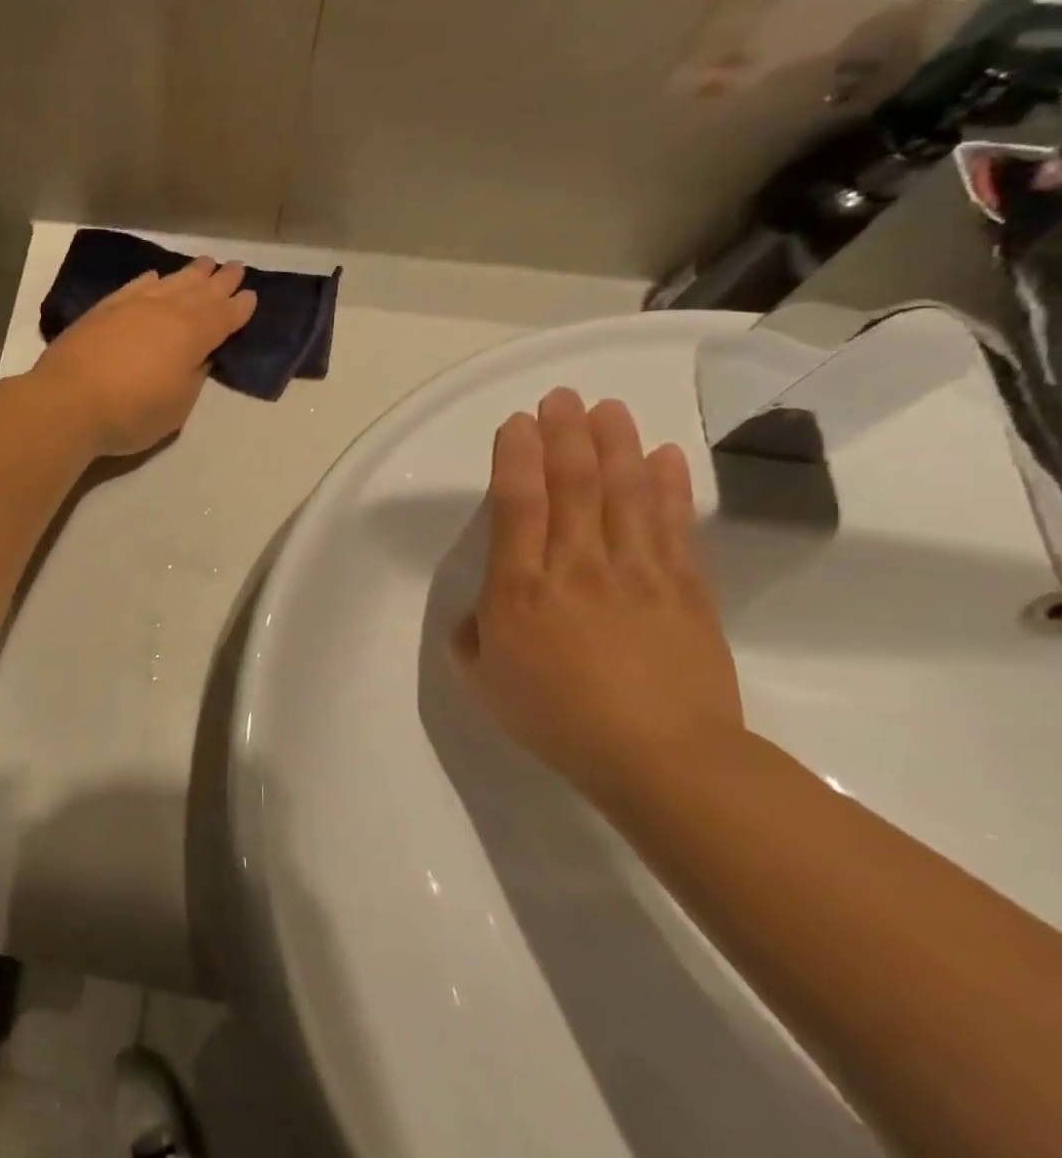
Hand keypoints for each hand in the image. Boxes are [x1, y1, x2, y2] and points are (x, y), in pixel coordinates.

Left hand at [30, 257, 256, 456]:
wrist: (67, 402)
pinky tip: (155, 277)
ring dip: (190, 274)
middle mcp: (165, 312)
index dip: (239, 308)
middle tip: (236, 268)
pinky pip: (134, 287)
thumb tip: (199, 358)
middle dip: (220, 281)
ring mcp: (132, 306)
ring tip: (205, 264)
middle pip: (200, 292)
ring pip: (170, 283)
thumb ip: (193, 378)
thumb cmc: (130, 413)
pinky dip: (149, 281)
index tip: (251, 296)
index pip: (223, 317)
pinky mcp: (103, 310)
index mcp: (192, 336)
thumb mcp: (177, 407)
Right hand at [450, 388, 745, 802]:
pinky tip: (664, 456)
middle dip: (564, 435)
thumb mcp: (484, 681)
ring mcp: (637, 574)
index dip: (516, 458)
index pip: (517, 505)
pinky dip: (669, 487)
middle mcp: (576, 567)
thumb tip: (483, 610)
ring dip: (615, 445)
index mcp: (520, 589)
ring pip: (624, 494)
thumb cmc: (556, 719)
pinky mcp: (685, 590)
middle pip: (573, 486)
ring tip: (608, 408)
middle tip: (562, 397)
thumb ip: (472, 635)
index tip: (517, 423)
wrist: (661, 760)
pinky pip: (674, 527)